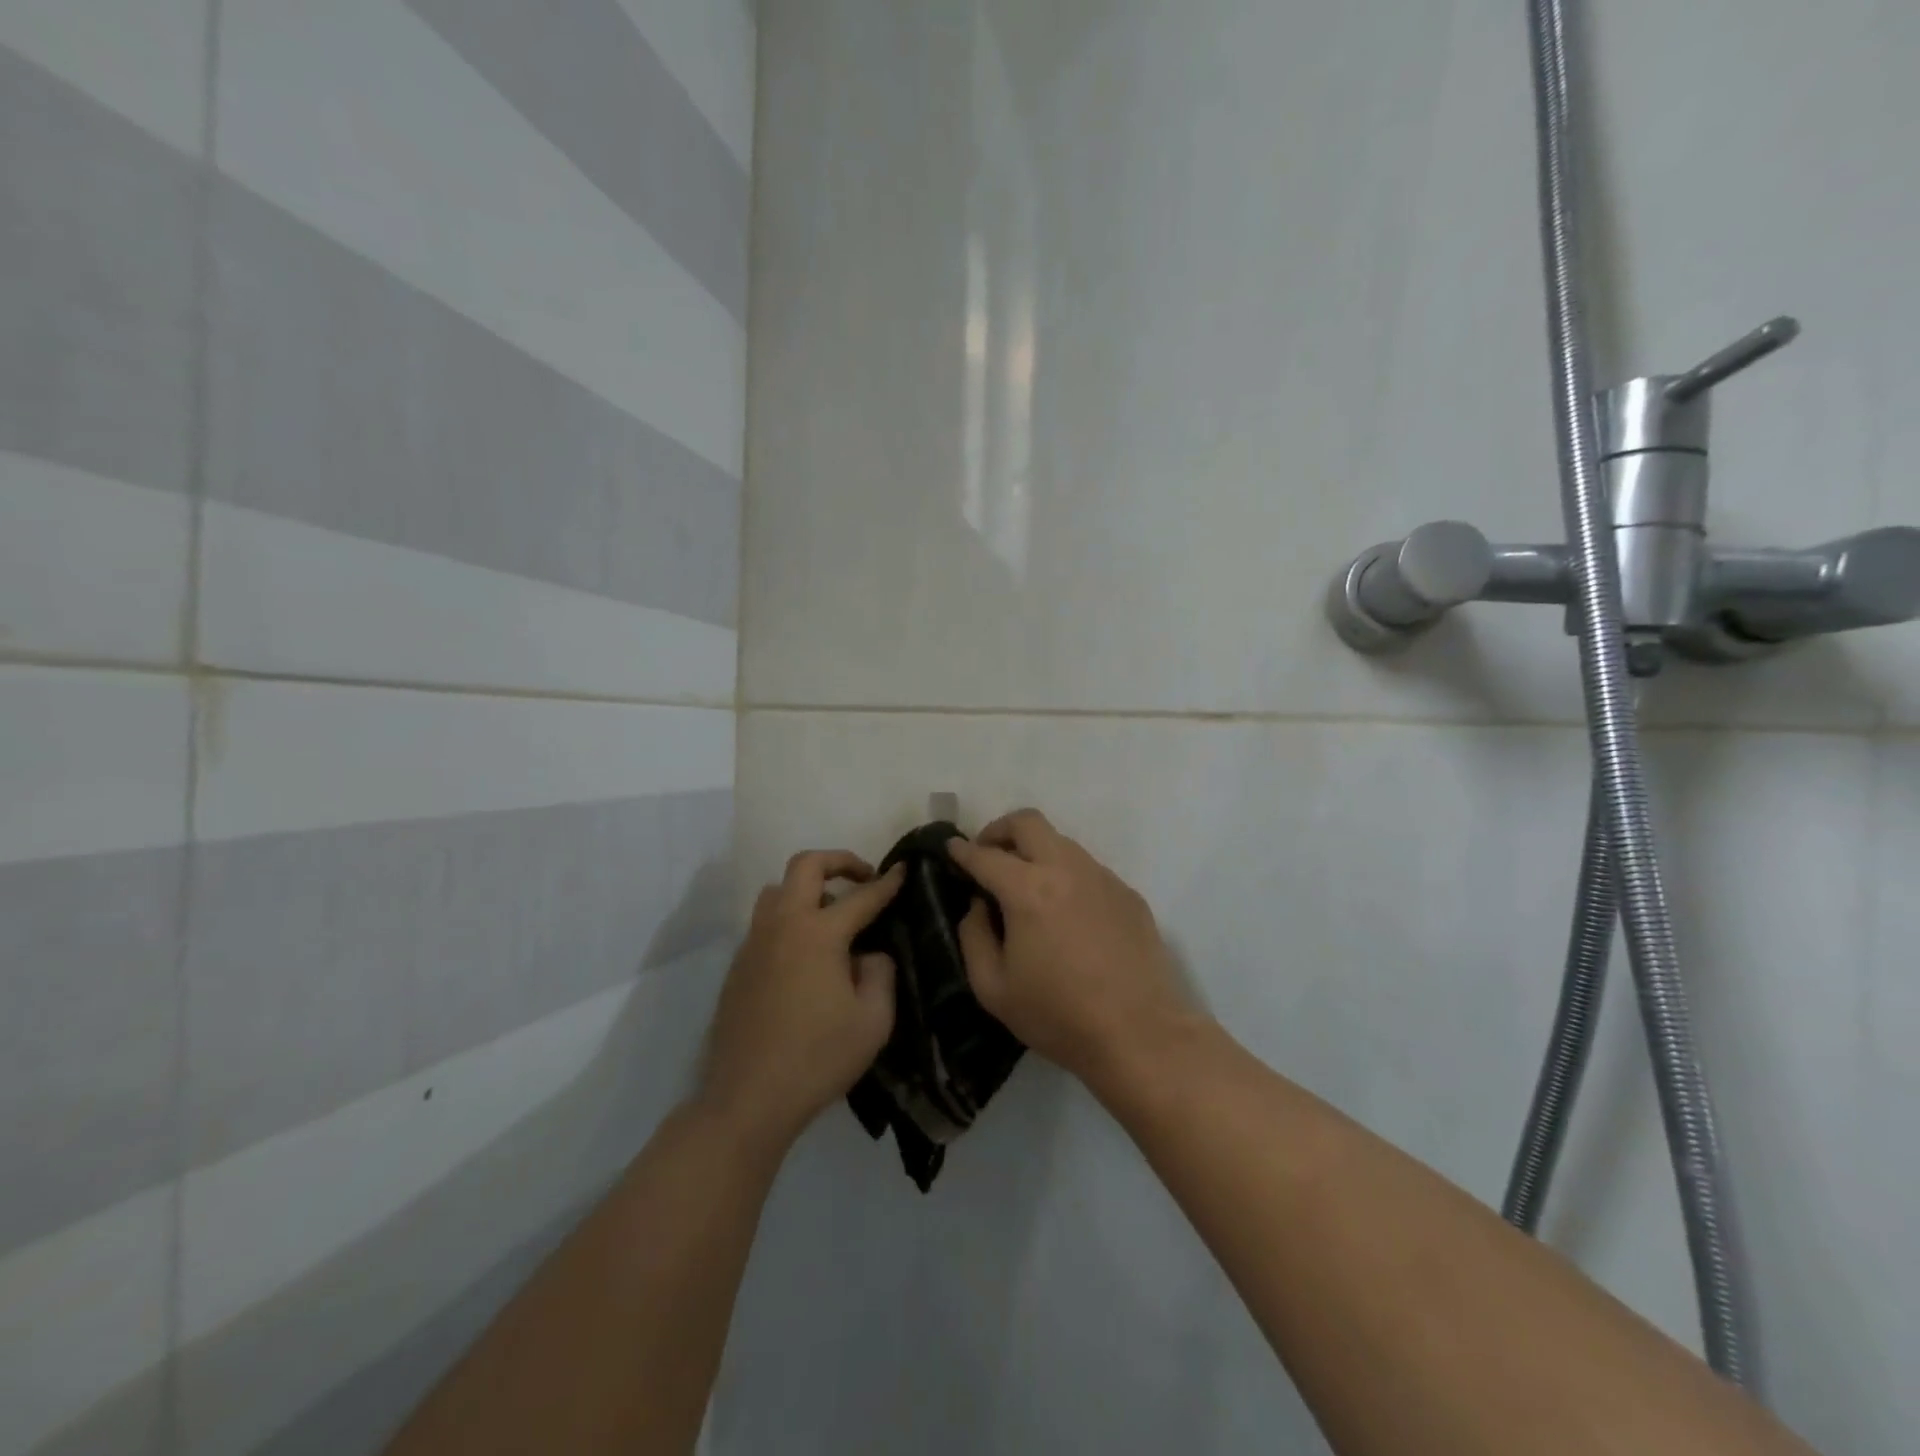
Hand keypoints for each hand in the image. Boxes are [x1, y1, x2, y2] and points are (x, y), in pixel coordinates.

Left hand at [699, 851, 903, 1148]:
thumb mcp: (873, 1021)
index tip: (904, 870)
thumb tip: (868, 955)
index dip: (887, 883)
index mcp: (818, 934)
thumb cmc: (817, 1058)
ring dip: (807, 888)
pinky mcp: (738, 966)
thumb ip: (880, 974)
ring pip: (777, 890)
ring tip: (831, 914)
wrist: (747, 1098)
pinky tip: (805, 955)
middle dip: (839, 861)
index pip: (861, 896)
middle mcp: (782, 925)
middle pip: (805, 866)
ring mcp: (754, 943)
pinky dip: (789, 918)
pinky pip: (765, 922)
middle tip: (863, 877)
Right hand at [948, 810, 1205, 1090]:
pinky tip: (1067, 914)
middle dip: (999, 830)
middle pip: (1027, 822)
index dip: (962, 850)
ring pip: (1061, 842)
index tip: (951, 848)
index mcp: (1028, 890)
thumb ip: (974, 936)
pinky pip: (1088, 869)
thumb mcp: (993, 988)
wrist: (1139, 1034)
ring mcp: (1102, 877)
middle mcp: (1066, 869)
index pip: (985, 855)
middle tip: (988, 855)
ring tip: (1026, 886)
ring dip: (1035, 851)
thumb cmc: (1058, 1016)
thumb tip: (978, 905)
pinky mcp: (1128, 893)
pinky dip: (1066, 876)